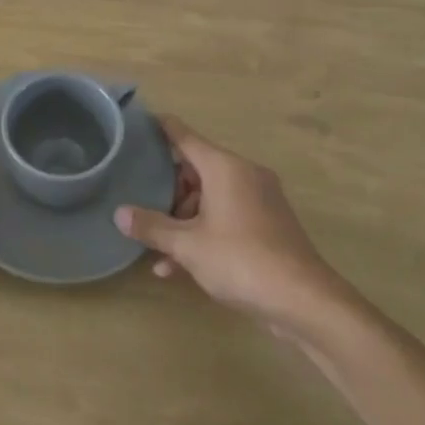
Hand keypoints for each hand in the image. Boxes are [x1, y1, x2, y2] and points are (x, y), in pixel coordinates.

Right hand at [114, 116, 346, 332]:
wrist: (305, 301)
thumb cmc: (241, 260)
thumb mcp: (188, 245)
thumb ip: (152, 226)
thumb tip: (119, 214)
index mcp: (225, 168)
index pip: (185, 136)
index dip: (160, 128)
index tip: (137, 123)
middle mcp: (244, 175)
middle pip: (196, 170)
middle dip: (167, 190)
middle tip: (141, 206)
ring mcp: (259, 201)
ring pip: (210, 198)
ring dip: (183, 220)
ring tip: (157, 249)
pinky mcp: (268, 226)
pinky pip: (226, 218)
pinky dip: (204, 233)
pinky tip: (177, 266)